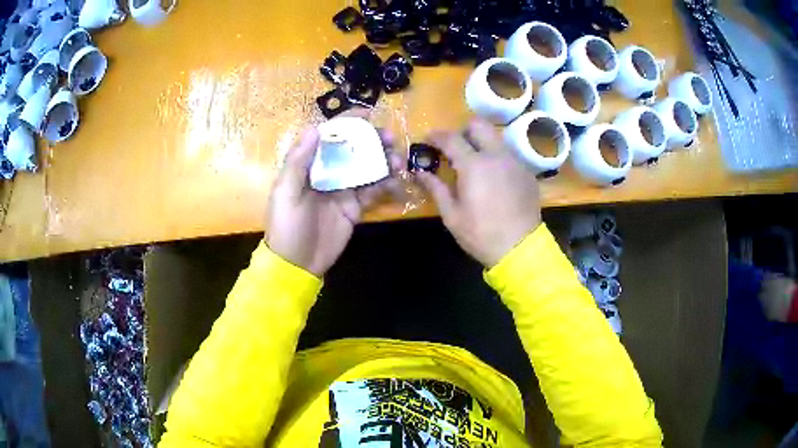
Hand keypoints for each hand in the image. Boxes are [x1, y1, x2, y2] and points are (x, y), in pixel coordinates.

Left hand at [266, 110, 400, 276]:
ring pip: (366, 167)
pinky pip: (373, 191)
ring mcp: (343, 190)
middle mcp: (327, 172)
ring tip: (399, 160)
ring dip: (383, 160)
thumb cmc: (287, 226)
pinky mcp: (355, 207)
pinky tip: (397, 180)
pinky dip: (386, 184)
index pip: (328, 136)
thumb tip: (315, 128)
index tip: (368, 113)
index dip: (346, 122)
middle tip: (390, 139)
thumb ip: (298, 161)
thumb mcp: (286, 192)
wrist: (297, 263)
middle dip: (371, 141)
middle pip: (352, 149)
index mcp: (308, 165)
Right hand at [417, 118, 541, 267]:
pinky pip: (509, 155)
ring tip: (475, 164)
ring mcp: (515, 162)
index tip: (428, 139)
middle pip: (479, 125)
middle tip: (455, 147)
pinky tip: (494, 179)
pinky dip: (497, 158)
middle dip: (463, 130)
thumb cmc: (480, 234)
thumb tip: (420, 172)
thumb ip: (436, 188)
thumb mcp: (452, 215)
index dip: (437, 136)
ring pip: (496, 138)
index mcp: (474, 165)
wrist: (520, 249)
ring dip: (482, 143)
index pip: (451, 138)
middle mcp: (496, 156)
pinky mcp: (527, 173)